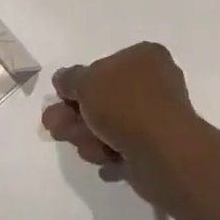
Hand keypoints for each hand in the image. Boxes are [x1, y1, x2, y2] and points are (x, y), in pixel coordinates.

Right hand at [42, 42, 211, 210]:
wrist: (163, 152)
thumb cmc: (125, 104)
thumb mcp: (86, 81)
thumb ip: (70, 78)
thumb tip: (64, 79)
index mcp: (145, 57)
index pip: (105, 65)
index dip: (79, 84)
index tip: (61, 98)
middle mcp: (154, 83)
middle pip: (103, 99)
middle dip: (76, 116)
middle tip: (56, 128)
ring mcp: (157, 117)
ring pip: (110, 126)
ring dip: (90, 138)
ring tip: (88, 149)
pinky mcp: (157, 148)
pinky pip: (124, 149)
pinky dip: (110, 155)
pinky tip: (107, 161)